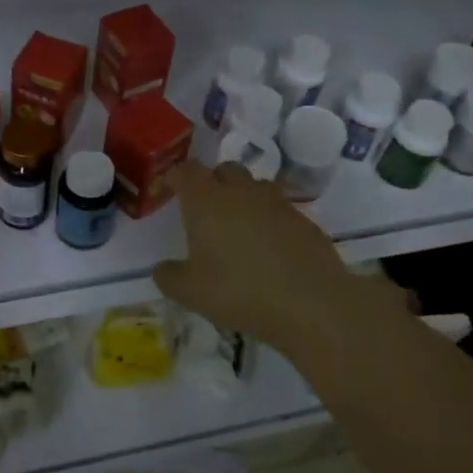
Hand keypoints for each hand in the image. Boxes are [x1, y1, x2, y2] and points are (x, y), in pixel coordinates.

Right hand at [153, 161, 405, 354]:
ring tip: (237, 227)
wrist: (310, 303)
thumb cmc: (239, 291)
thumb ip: (169, 277)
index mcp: (207, 201)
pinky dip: (268, 219)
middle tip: (204, 207)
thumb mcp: (190, 293)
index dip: (175, 176)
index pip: (186, 171)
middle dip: (212, 181)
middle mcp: (241, 191)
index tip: (169, 187)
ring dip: (242, 197)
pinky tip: (268, 247)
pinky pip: (279, 209)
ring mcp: (276, 203)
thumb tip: (162, 268)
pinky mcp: (303, 219)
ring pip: (254, 186)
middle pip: (224, 170)